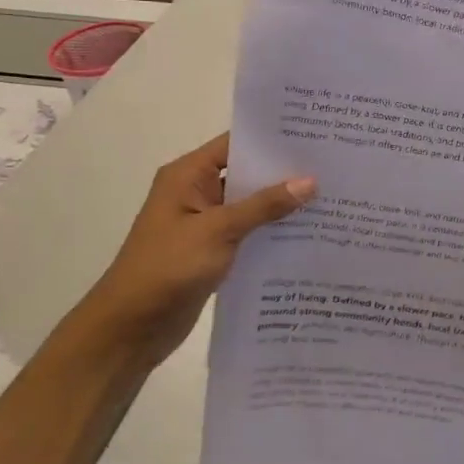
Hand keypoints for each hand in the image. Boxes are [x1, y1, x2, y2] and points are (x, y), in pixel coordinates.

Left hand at [67, 133, 314, 368]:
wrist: (130, 328)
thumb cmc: (167, 268)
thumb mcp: (219, 230)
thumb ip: (265, 205)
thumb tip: (310, 181)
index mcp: (188, 176)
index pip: (235, 144)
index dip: (272, 139)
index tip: (314, 135)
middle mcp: (196, 192)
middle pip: (247, 172)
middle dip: (285, 171)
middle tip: (333, 165)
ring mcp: (205, 222)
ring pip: (252, 203)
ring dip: (283, 203)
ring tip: (331, 195)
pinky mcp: (213, 249)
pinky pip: (250, 230)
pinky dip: (273, 229)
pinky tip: (309, 231)